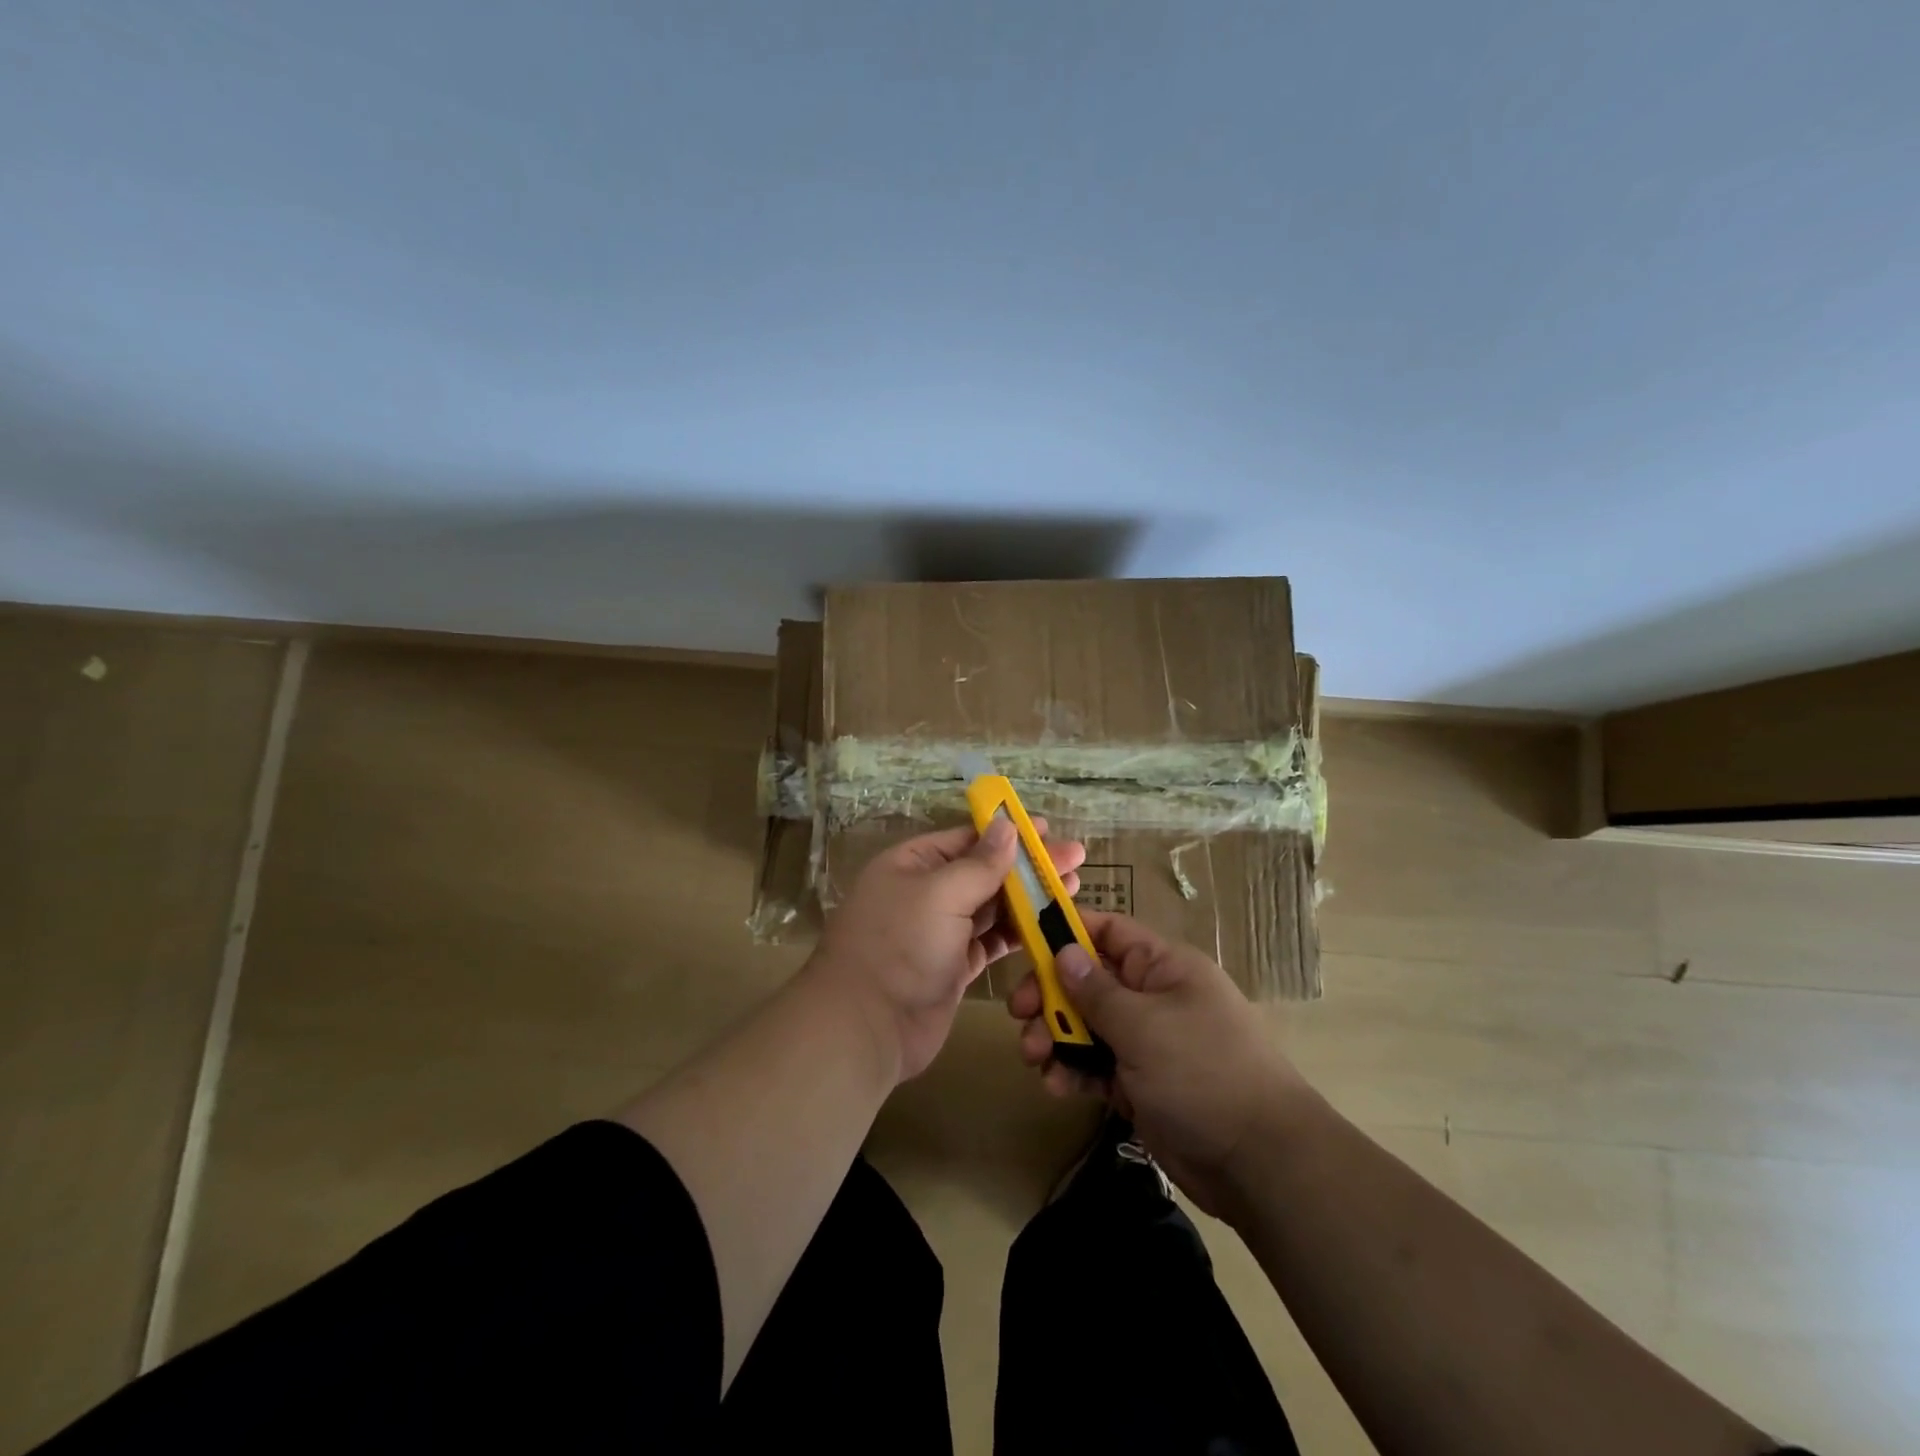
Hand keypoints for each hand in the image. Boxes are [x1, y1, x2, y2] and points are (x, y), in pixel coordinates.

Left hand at [810, 819, 1085, 1082]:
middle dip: (1029, 866)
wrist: (867, 1028)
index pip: (967, 839)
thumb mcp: (940, 894)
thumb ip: (980, 863)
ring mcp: (940, 931)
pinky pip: (992, 941)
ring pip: (993, 907)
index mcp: (913, 864)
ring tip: (1073, 888)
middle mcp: (926, 892)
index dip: (1009, 834)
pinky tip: (1050, 926)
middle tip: (1077, 860)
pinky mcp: (954, 965)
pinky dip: (1019, 933)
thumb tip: (1007, 825)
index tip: (1048, 831)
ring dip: (1030, 898)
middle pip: (985, 871)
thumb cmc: (900, 947)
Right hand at [1007, 911, 1302, 1214]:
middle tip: (1019, 1015)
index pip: (1109, 931)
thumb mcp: (1144, 1026)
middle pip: (1089, 981)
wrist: (1260, 1164)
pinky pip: (1097, 1065)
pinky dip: (1074, 1071)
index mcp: (1163, 967)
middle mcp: (1153, 997)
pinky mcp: (1140, 1083)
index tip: (1026, 945)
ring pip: (1087, 1025)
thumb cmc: (1203, 1073)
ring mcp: (1147, 1042)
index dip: (1067, 932)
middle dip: (1052, 996)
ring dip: (1056, 1037)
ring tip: (1035, 1058)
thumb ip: (1096, 991)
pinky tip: (1057, 1086)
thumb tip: (1064, 951)